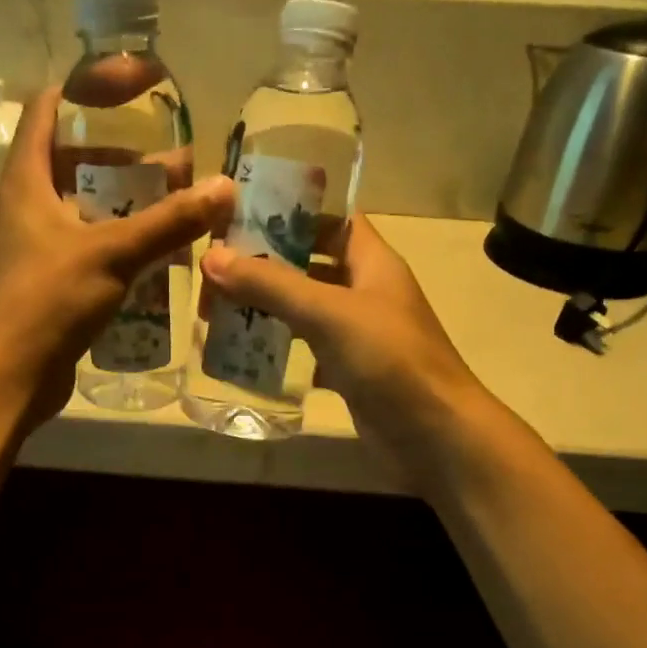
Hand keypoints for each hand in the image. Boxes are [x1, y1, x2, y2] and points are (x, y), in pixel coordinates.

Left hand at [0, 87, 232, 421]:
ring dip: (123, 204)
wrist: (7, 375)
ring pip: (81, 207)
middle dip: (123, 158)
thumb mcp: (112, 253)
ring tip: (173, 205)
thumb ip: (168, 221)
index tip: (135, 90)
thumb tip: (222, 187)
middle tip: (172, 164)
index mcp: (26, 179)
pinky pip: (85, 246)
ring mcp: (32, 245)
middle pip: (72, 160)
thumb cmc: (48, 300)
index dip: (87, 90)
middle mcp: (24, 204)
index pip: (48, 108)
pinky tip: (154, 253)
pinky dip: (116, 241)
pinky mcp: (45, 281)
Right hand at [199, 214, 492, 484]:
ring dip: (266, 307)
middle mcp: (365, 291)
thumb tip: (211, 257)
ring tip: (215, 308)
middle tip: (214, 271)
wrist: (434, 435)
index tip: (242, 216)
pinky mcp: (348, 370)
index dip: (292, 212)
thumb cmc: (389, 359)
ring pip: (305, 308)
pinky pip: (307, 348)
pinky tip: (242, 352)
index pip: (332, 219)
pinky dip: (278, 347)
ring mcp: (358, 333)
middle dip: (266, 265)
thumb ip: (271, 285)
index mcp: (372, 262)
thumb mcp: (328, 313)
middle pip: (310, 264)